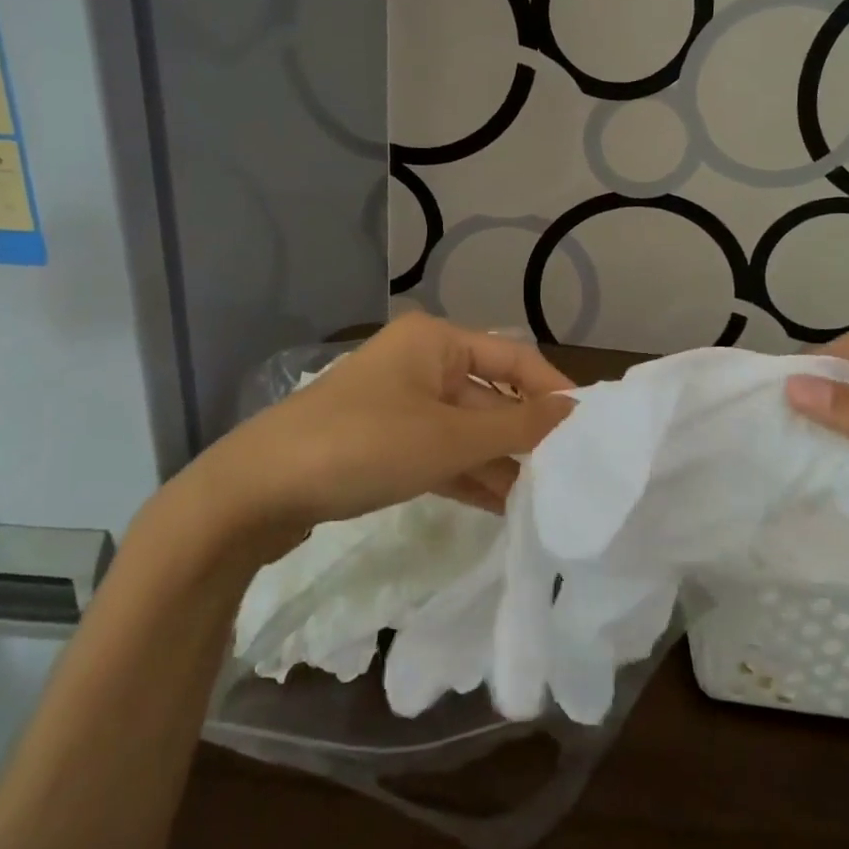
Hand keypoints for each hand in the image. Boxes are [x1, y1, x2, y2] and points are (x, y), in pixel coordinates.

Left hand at [187, 315, 574, 547]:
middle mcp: (420, 364)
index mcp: (436, 342)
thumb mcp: (450, 438)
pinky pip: (439, 452)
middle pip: (490, 397)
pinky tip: (501, 507)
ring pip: (465, 430)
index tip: (590, 432)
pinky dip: (467, 475)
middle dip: (526, 437)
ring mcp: (399, 404)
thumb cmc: (365, 445)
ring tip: (543, 501)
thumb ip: (517, 426)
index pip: (514, 359)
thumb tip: (575, 411)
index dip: (553, 392)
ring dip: (499, 463)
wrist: (259, 490)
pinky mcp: (382, 441)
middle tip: (570, 477)